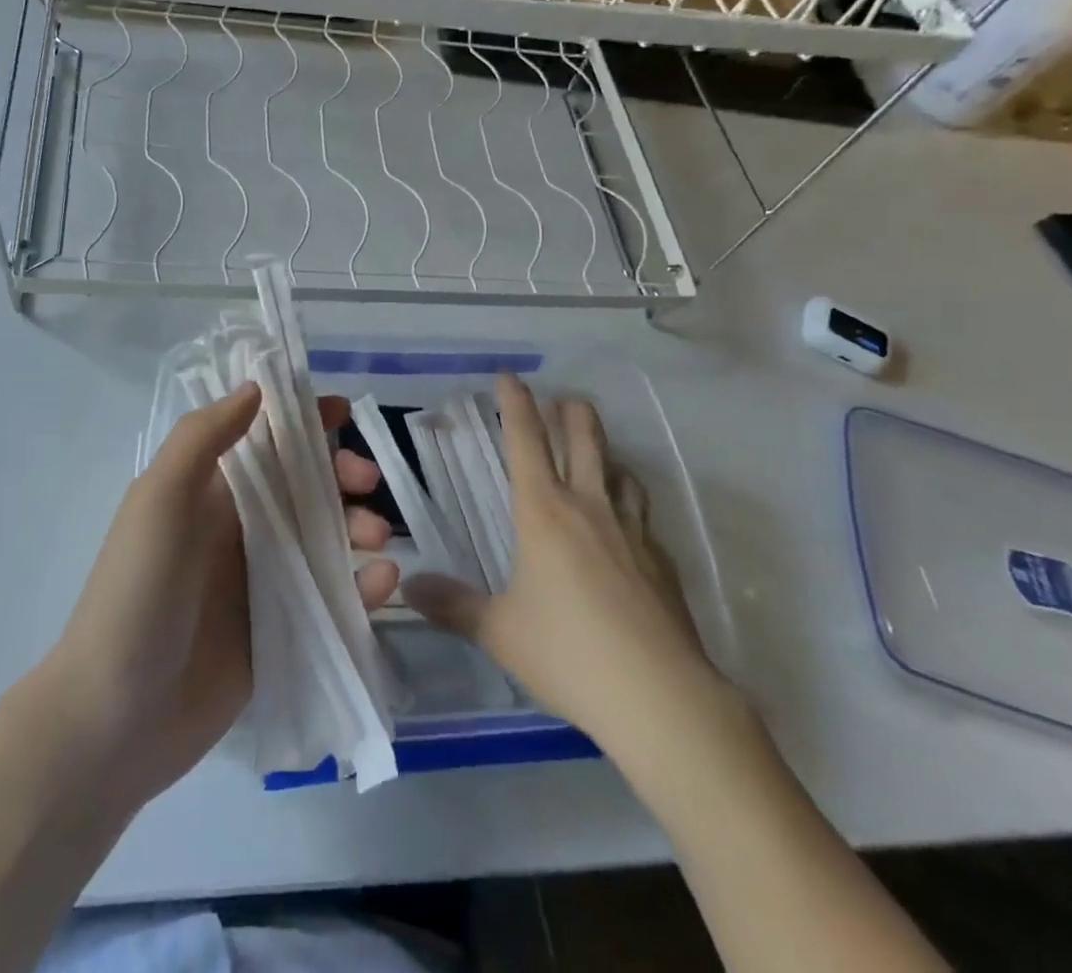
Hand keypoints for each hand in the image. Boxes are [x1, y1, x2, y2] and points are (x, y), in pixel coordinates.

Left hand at [36, 383, 396, 809]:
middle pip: (304, 484)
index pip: (263, 438)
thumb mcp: (159, 501)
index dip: (302, 419)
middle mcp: (240, 527)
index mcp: (210, 491)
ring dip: (358, 525)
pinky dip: (360, 584)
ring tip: (377, 538)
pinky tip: (381, 583)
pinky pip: (331, 594)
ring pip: (326, 536)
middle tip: (367, 482)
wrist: (116, 720)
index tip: (345, 413)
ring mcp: (262, 580)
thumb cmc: (137, 594)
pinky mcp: (282, 629)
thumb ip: (203, 438)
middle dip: (341, 472)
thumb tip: (255, 387)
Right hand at [404, 374, 730, 757]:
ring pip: (620, 470)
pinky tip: (627, 525)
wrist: (660, 696)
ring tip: (596, 452)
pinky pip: (643, 513)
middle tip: (561, 398)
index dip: (516, 403)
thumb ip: (453, 606)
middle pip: (584, 439)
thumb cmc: (569, 653)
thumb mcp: (500, 632)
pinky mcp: (663, 560)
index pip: (526, 440)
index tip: (510, 376)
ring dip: (605, 451)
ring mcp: (633, 530)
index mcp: (544, 512)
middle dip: (571, 411)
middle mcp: (590, 507)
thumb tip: (409, 586)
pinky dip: (629, 500)